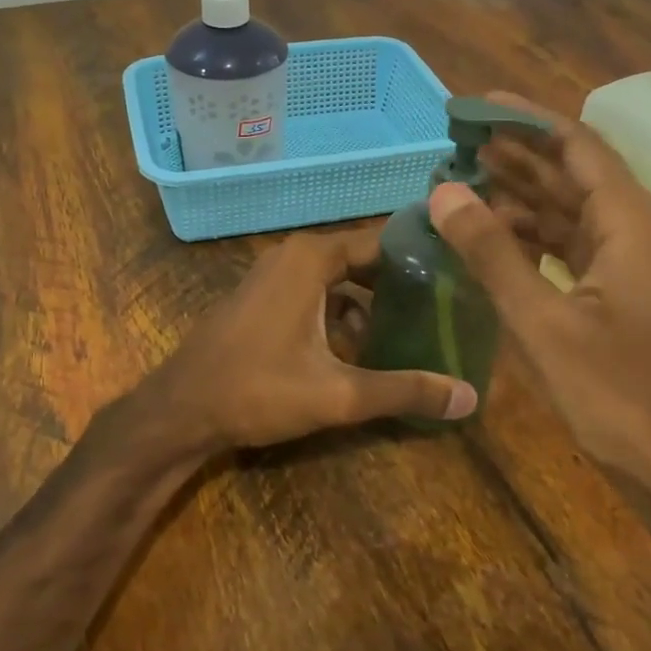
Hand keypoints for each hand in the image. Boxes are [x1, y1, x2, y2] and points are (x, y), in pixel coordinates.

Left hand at [139, 226, 476, 457]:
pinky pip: (315, 294)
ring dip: (372, 304)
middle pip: (363, 261)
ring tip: (415, 332)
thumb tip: (470, 397)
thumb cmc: (257, 390)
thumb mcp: (338, 393)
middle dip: (402, 285)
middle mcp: (293, 255)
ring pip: (339, 280)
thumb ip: (404, 391)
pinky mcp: (262, 298)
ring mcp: (273, 275)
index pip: (383, 242)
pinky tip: (363, 350)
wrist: (180, 409)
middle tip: (446, 310)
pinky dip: (342, 313)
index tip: (461, 277)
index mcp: (312, 258)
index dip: (422, 258)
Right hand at [427, 94, 650, 519]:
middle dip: (516, 154)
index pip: (575, 145)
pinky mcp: (624, 290)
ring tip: (465, 181)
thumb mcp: (542, 321)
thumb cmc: (615, 392)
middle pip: (572, 173)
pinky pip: (573, 244)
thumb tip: (442, 193)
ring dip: (521, 195)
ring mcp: (633, 262)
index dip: (524, 120)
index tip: (475, 105)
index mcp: (630, 222)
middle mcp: (637, 229)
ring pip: (570, 210)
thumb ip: (491, 253)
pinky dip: (534, 235)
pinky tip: (495, 235)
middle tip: (458, 140)